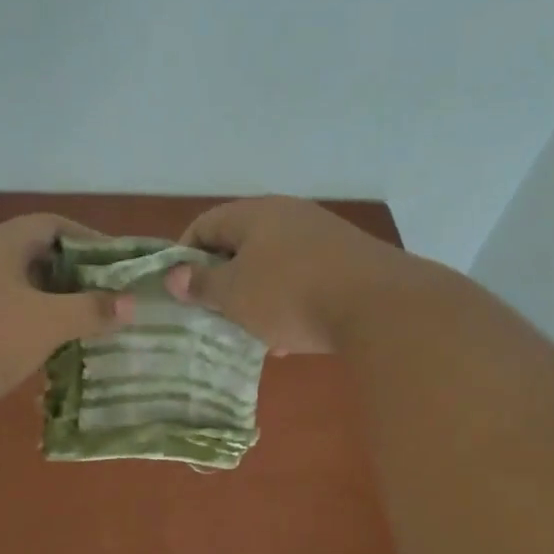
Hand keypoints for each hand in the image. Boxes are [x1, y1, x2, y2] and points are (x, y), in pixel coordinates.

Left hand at [0, 214, 131, 429]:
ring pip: (18, 288)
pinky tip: (44, 349)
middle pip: (36, 256)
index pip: (54, 225)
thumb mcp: (47, 322)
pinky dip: (26, 325)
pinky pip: (0, 314)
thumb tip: (130, 304)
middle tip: (106, 298)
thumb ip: (91, 310)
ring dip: (50, 304)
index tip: (118, 264)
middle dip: (74, 276)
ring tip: (83, 325)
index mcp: (2, 243)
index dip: (90, 240)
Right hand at [164, 197, 412, 353]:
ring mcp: (323, 237)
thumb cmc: (290, 295)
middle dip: (223, 281)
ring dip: (256, 298)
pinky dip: (288, 305)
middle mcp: (289, 216)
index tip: (178, 290)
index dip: (184, 255)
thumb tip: (174, 275)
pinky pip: (304, 281)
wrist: (379, 306)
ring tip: (248, 333)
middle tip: (212, 313)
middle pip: (241, 245)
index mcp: (256, 214)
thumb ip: (201, 284)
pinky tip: (287, 340)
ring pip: (274, 266)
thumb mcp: (234, 294)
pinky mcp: (348, 263)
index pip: (205, 224)